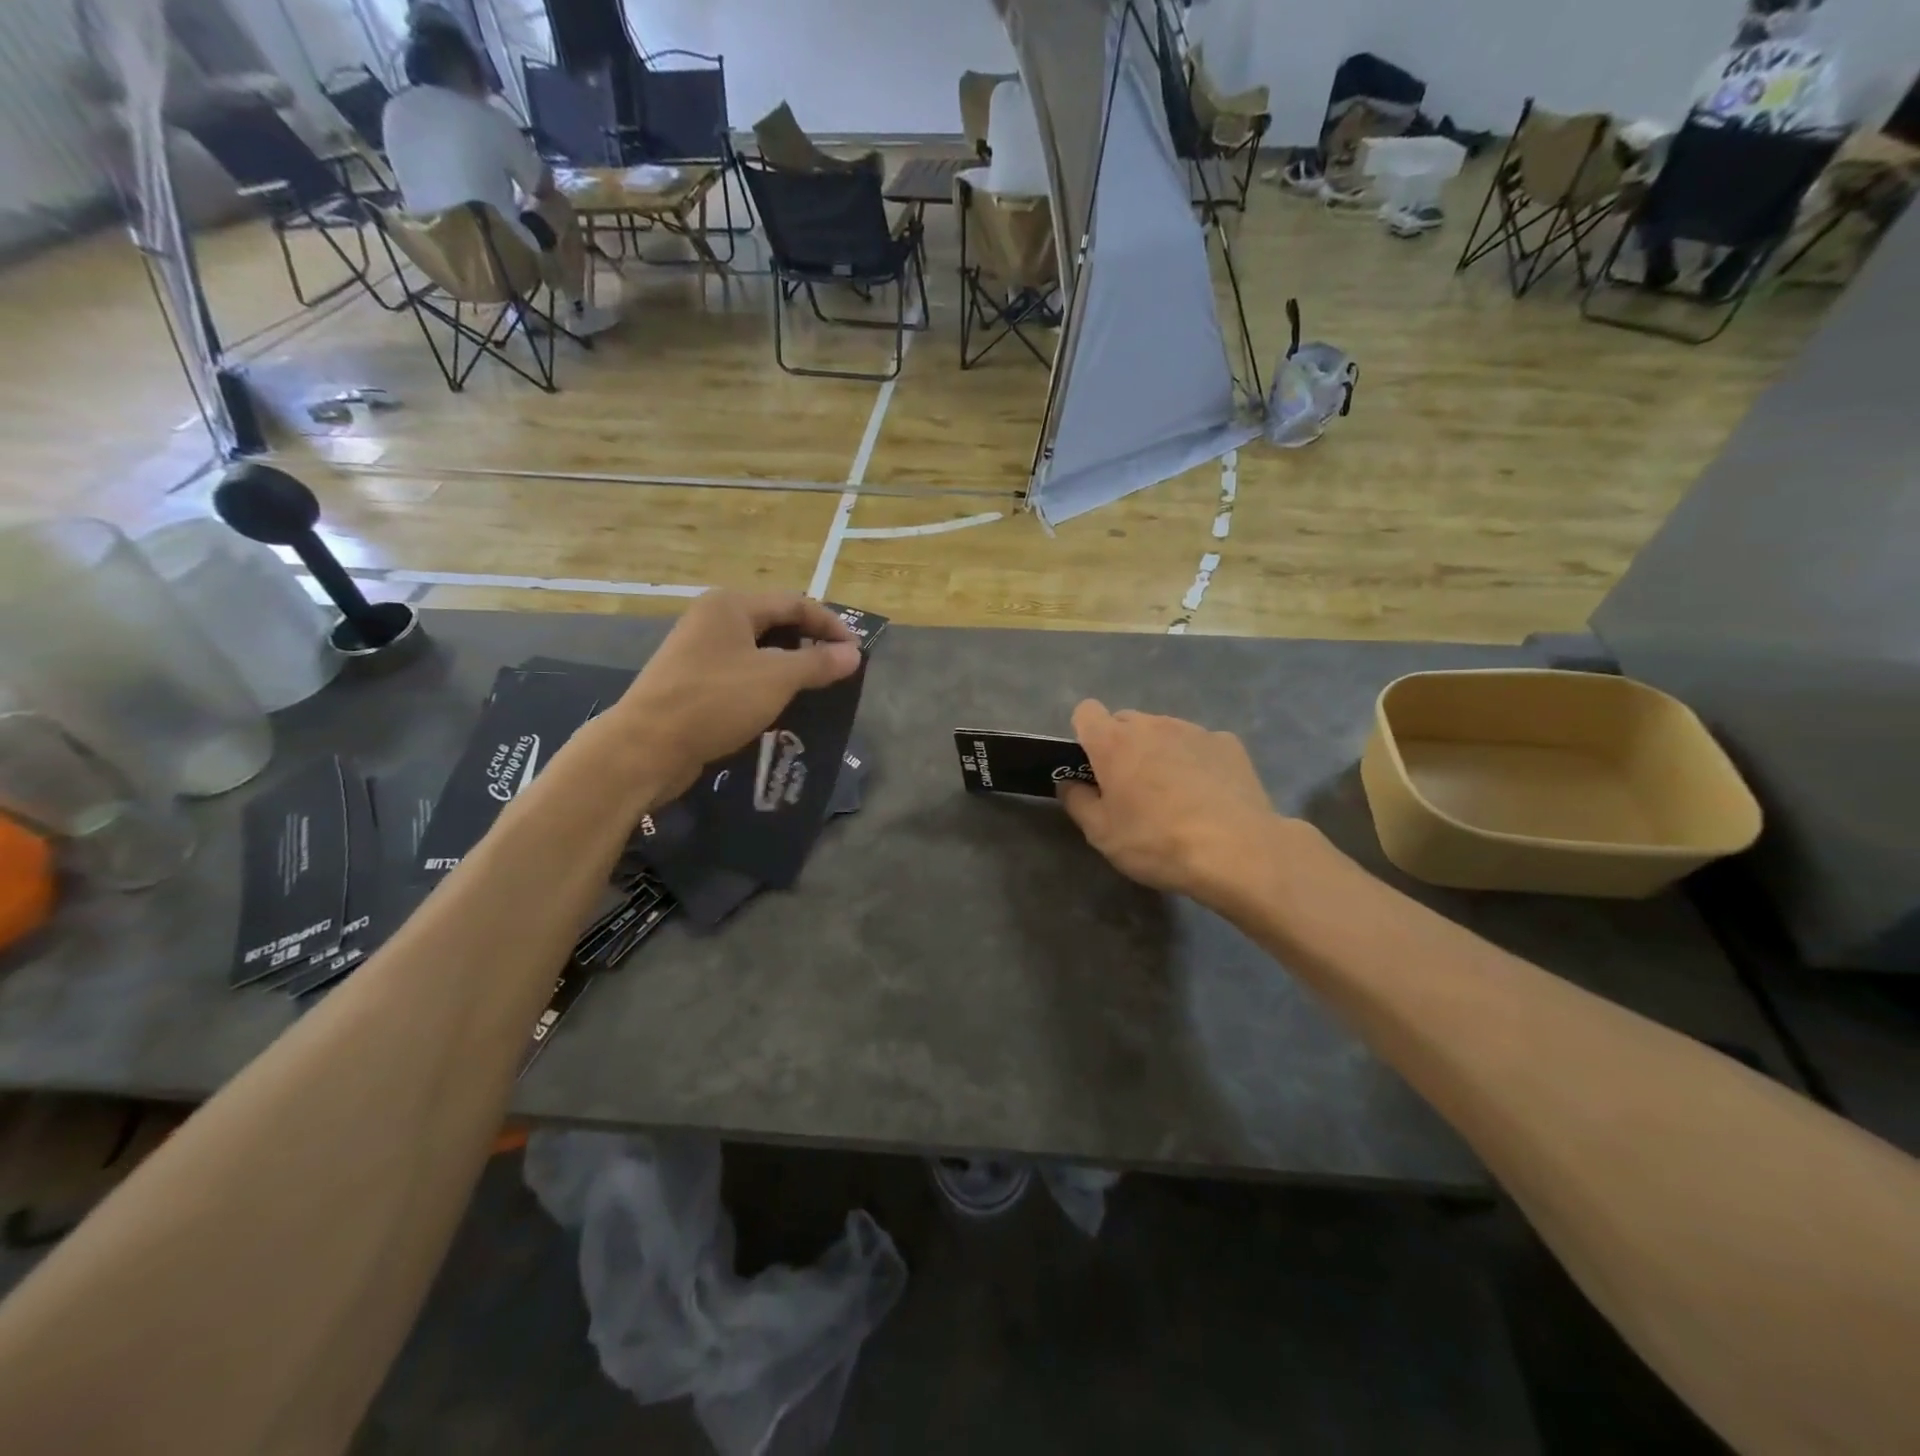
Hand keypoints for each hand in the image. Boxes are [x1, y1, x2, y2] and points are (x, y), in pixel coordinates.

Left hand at [602, 591, 861, 800]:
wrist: (646, 746)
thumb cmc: (715, 700)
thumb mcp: (776, 679)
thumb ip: (818, 664)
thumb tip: (853, 654)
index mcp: (732, 605)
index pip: (795, 604)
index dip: (830, 626)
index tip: (856, 653)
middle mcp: (713, 619)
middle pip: (775, 624)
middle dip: (810, 646)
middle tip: (838, 670)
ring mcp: (699, 651)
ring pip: (758, 652)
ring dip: (790, 668)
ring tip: (816, 690)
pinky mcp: (693, 682)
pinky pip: (741, 675)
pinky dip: (766, 685)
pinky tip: (781, 706)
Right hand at [1058, 700, 1284, 903]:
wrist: (1238, 851)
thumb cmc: (1157, 842)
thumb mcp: (1103, 834)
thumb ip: (1077, 802)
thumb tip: (1068, 783)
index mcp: (1114, 742)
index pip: (1086, 712)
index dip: (1085, 734)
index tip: (1093, 765)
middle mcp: (1152, 725)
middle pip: (1126, 721)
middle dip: (1122, 746)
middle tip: (1131, 788)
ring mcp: (1193, 730)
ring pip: (1163, 731)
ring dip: (1159, 752)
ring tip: (1174, 795)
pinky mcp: (1228, 743)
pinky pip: (1199, 744)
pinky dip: (1196, 761)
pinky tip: (1208, 795)